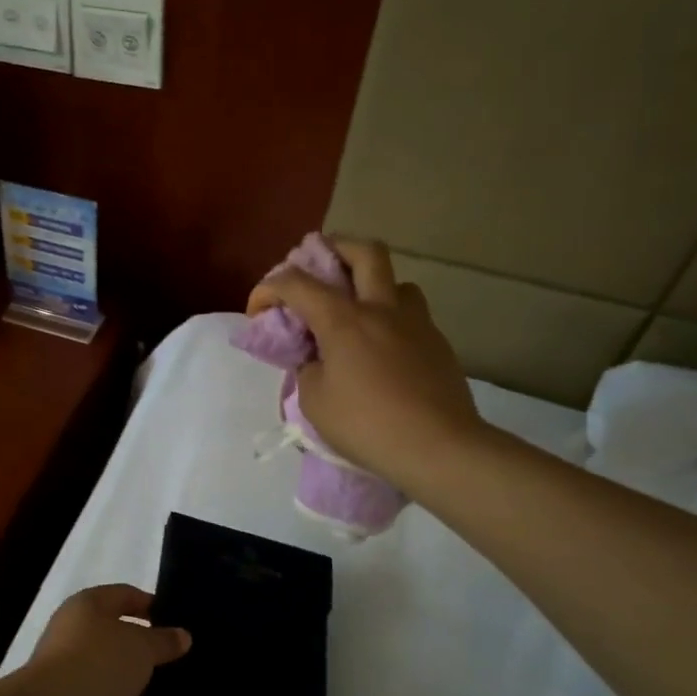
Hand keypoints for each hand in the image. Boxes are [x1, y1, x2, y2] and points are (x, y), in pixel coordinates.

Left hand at [22, 585, 190, 695]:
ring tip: (174, 683)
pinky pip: (108, 694)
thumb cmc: (100, 662)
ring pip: (114, 666)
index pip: (125, 594)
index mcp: (88, 605)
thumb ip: (163, 640)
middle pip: (118, 631)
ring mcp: (72, 666)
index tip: (178, 620)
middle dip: (148, 643)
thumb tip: (182, 636)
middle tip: (181, 654)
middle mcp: (75, 630)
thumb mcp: (141, 646)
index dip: (152, 604)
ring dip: (139, 675)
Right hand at [247, 238, 484, 492]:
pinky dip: (390, 320)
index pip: (297, 283)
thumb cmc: (366, 425)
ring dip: (372, 286)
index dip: (269, 288)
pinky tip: (382, 351)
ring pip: (396, 282)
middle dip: (335, 248)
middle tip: (318, 267)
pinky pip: (411, 316)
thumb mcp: (315, 402)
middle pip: (364, 251)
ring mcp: (416, 323)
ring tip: (357, 314)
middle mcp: (382, 309)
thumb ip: (307, 370)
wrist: (438, 447)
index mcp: (344, 320)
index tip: (258, 310)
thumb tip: (315, 359)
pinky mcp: (437, 344)